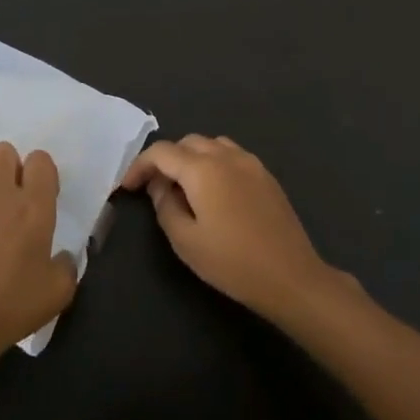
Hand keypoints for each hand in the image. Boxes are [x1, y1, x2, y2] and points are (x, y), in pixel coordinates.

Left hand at [0, 141, 78, 364]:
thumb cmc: (11, 306)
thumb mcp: (58, 292)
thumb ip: (67, 265)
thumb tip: (63, 256)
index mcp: (33, 207)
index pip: (40, 160)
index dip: (42, 173)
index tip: (40, 196)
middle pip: (4, 151)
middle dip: (10, 167)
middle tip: (11, 198)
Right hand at [122, 134, 338, 324]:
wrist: (291, 277)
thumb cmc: (233, 262)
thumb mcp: (186, 241)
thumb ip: (164, 207)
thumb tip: (159, 186)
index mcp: (203, 169)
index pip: (161, 152)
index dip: (139, 166)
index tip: (128, 187)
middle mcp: (226, 156)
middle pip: (187, 143)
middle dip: (166, 160)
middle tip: (155, 189)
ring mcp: (250, 163)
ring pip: (211, 145)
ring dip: (191, 158)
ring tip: (184, 187)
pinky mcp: (266, 176)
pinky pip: (232, 155)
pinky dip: (214, 163)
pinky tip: (214, 192)